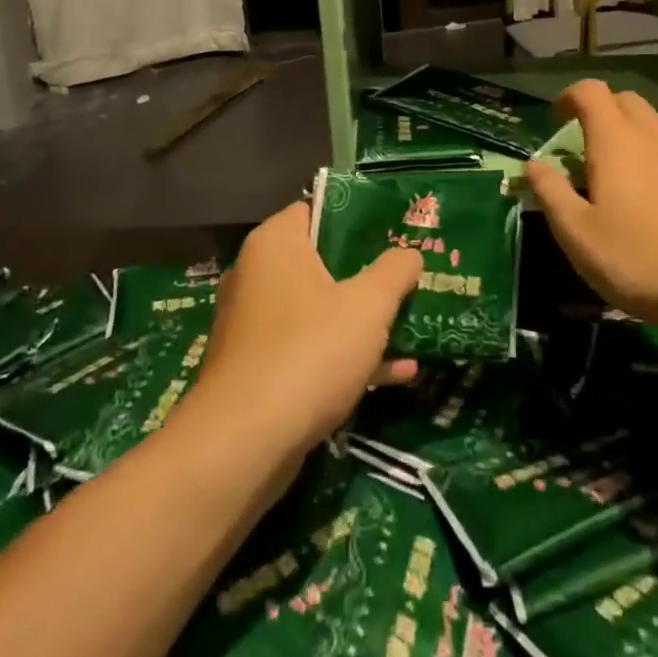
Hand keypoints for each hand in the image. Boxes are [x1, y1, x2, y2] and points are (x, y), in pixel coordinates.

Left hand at [193, 201, 422, 456]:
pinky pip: (311, 350)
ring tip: (414, 322)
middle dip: (370, 273)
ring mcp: (256, 326)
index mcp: (276, 244)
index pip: (318, 210)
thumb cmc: (309, 352)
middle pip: (323, 262)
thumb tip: (409, 254)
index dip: (359, 218)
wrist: (244, 446)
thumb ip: (394, 271)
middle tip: (411, 276)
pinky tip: (398, 372)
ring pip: (320, 310)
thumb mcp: (368, 305)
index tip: (397, 230)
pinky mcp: (260, 370)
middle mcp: (258, 276)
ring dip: (364, 320)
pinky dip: (348, 356)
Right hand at [524, 80, 657, 330]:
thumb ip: (551, 193)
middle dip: (598, 112)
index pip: (590, 91)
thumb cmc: (641, 259)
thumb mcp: (578, 234)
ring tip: (613, 172)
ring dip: (626, 132)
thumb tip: (534, 164)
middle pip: (623, 100)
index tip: (554, 121)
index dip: (568, 97)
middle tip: (580, 147)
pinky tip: (648, 195)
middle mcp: (651, 135)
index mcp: (616, 140)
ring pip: (651, 122)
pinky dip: (651, 153)